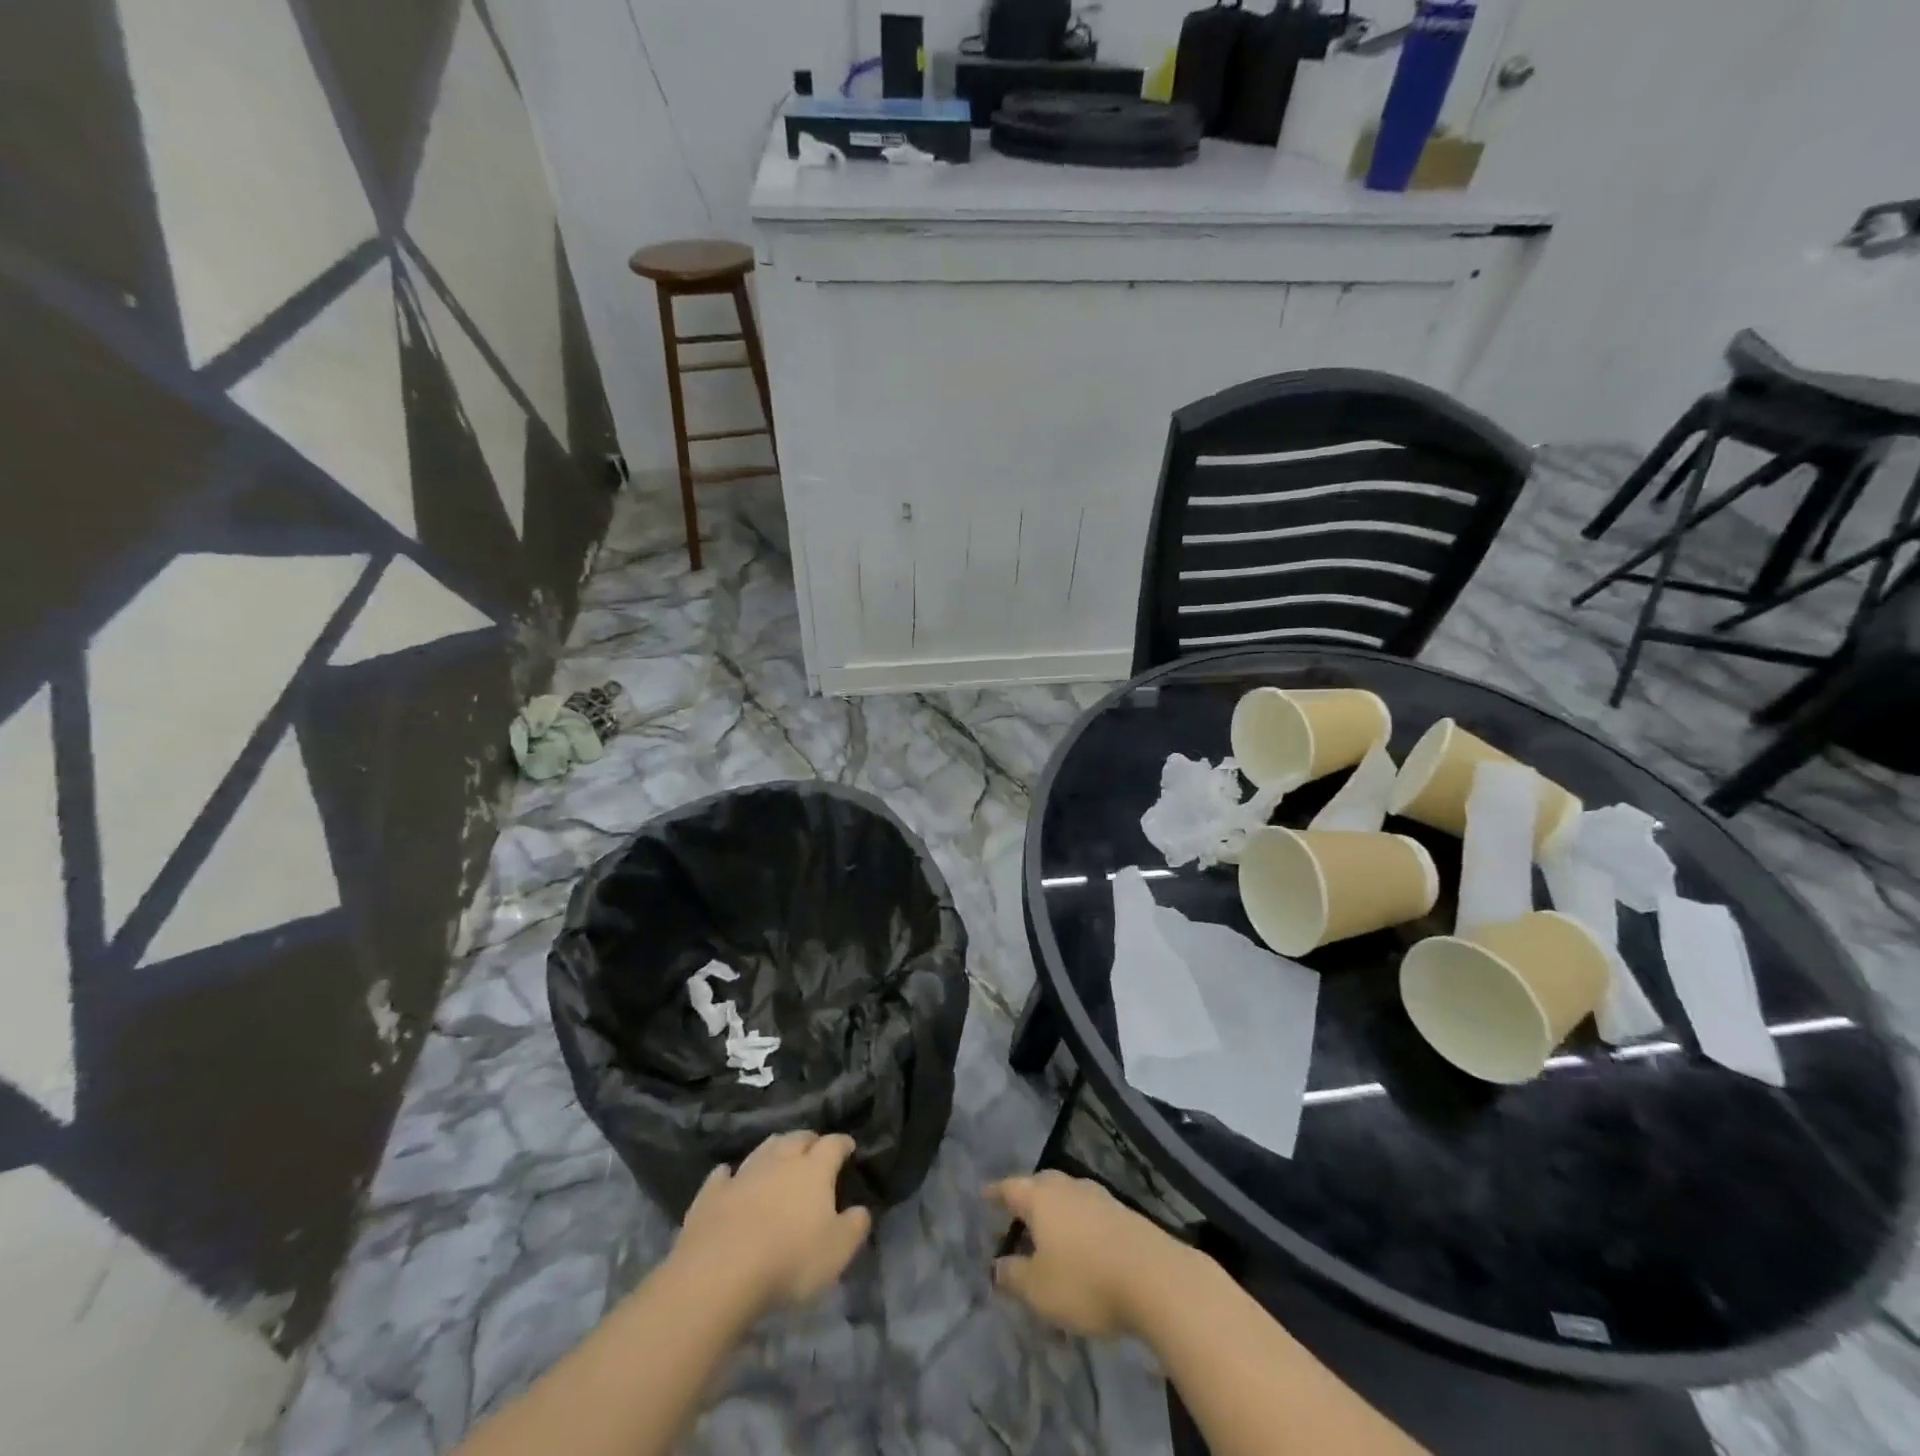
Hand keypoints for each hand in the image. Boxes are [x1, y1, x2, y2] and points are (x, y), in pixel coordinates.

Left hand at [673, 1131, 870, 1318]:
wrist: (720, 1272)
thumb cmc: (789, 1260)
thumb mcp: (837, 1251)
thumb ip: (854, 1226)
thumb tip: (861, 1210)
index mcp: (813, 1169)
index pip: (833, 1145)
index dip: (842, 1143)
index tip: (849, 1146)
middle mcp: (780, 1161)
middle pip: (797, 1138)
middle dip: (809, 1140)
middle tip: (815, 1148)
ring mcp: (743, 1173)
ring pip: (764, 1148)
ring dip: (775, 1149)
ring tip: (780, 1155)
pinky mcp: (712, 1193)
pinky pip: (723, 1175)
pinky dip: (730, 1174)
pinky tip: (729, 1176)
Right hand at [987, 1171, 1191, 1337]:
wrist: (1153, 1276)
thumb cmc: (1085, 1280)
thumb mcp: (1039, 1289)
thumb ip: (1014, 1275)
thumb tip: (996, 1265)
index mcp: (1041, 1198)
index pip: (1010, 1187)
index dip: (996, 1192)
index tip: (984, 1194)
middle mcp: (1067, 1187)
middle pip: (1040, 1183)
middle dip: (1027, 1195)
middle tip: (1016, 1210)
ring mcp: (1098, 1196)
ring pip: (1067, 1194)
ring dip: (1055, 1208)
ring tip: (1048, 1227)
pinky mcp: (1122, 1212)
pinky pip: (1088, 1209)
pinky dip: (1078, 1220)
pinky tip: (1081, 1240)